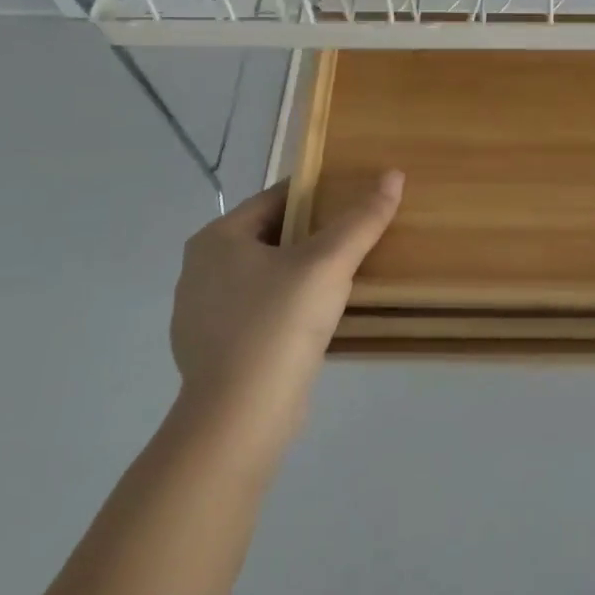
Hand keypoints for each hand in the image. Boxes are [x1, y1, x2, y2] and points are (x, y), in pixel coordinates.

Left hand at [168, 171, 403, 464]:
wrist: (240, 419)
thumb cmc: (279, 324)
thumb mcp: (329, 264)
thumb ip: (362, 219)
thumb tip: (394, 175)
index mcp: (217, 239)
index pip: (276, 199)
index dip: (319, 194)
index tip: (355, 198)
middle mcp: (200, 270)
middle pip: (271, 237)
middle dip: (313, 235)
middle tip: (358, 236)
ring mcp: (203, 314)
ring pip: (266, 276)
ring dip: (302, 273)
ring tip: (346, 275)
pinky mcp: (215, 351)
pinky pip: (260, 312)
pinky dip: (288, 307)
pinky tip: (318, 319)